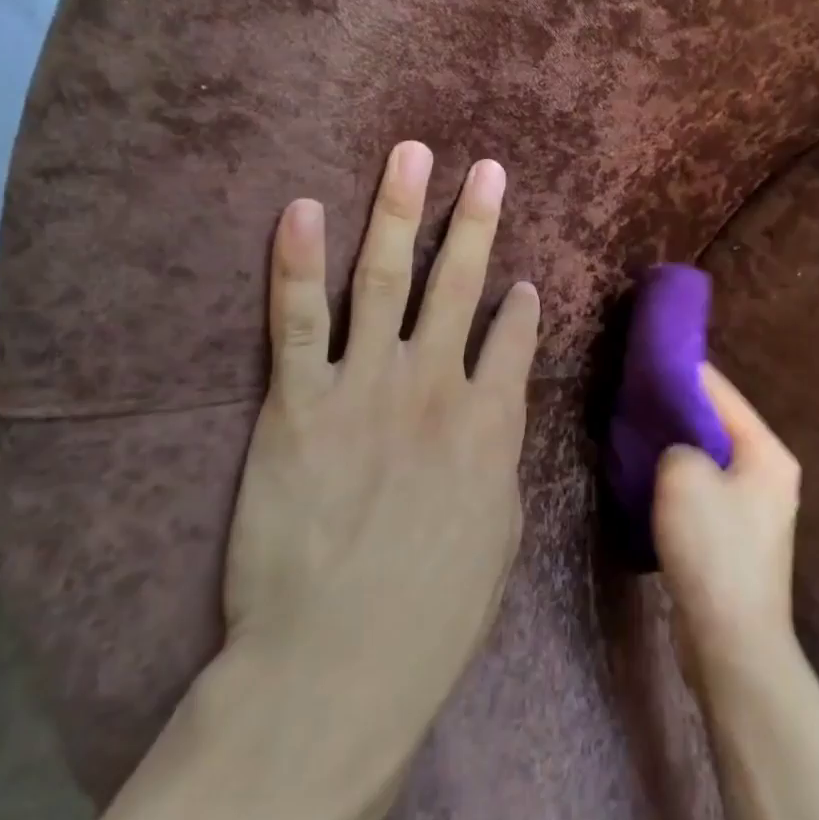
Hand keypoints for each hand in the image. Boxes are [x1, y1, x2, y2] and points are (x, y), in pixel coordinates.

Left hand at [224, 140, 540, 750]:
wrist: (337, 663)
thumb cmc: (433, 614)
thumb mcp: (499, 533)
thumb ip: (498, 459)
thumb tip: (497, 414)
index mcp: (492, 422)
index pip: (515, 339)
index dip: (521, 304)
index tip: (521, 279)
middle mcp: (436, 385)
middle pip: (460, 285)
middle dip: (475, 220)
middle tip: (485, 169)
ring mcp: (365, 386)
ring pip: (386, 278)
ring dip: (401, 211)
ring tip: (411, 156)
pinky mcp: (298, 403)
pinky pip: (298, 318)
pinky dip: (297, 260)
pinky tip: (301, 209)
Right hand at [653, 363, 801, 683]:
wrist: (733, 642)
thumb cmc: (714, 549)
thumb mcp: (683, 477)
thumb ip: (677, 442)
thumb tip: (677, 446)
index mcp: (768, 451)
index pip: (721, 392)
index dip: (684, 372)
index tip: (648, 358)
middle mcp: (770, 473)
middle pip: (718, 425)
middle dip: (678, 411)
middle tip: (637, 398)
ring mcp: (758, 508)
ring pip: (711, 460)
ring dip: (678, 449)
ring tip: (639, 434)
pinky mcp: (740, 538)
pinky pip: (708, 492)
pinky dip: (683, 481)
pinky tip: (653, 480)